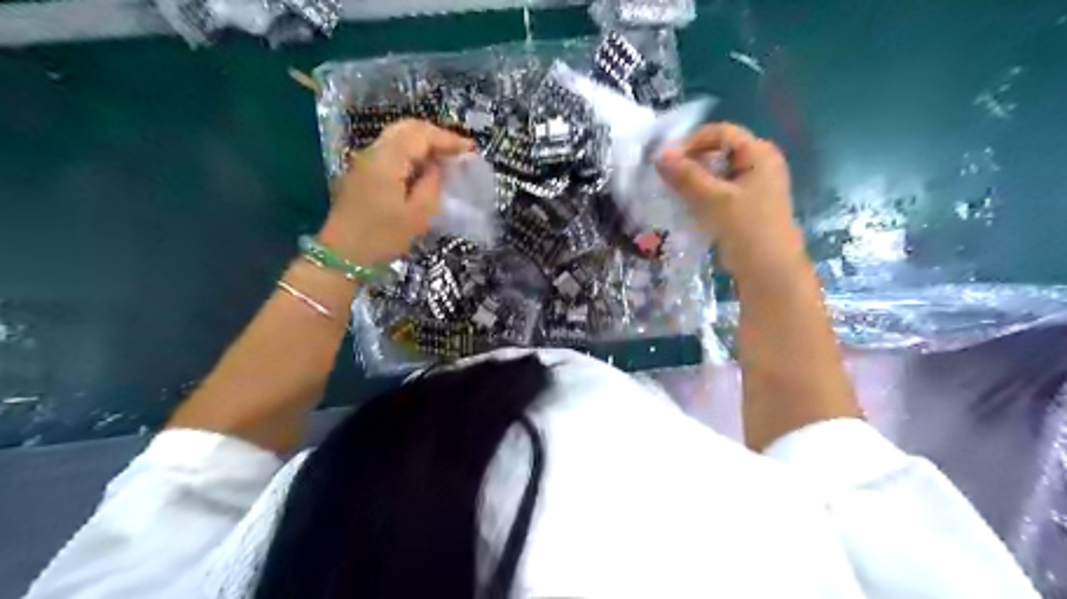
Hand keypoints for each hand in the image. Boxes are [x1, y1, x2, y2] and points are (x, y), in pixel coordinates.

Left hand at [317, 118, 473, 263]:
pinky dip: (411, 152)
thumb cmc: (382, 237)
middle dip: (435, 135)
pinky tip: (423, 168)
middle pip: (407, 128)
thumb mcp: (417, 216)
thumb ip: (431, 185)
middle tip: (458, 150)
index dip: (448, 139)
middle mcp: (374, 153)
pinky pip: (391, 151)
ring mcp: (365, 161)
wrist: (343, 256)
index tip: (470, 149)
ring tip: (444, 157)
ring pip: (397, 137)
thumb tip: (437, 168)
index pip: (421, 135)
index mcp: (388, 161)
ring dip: (422, 142)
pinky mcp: (362, 173)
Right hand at [660, 122, 809, 279]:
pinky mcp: (748, 206)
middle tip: (669, 179)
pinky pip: (721, 191)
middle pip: (719, 151)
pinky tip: (690, 207)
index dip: (692, 142)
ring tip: (675, 194)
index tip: (668, 162)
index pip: (721, 132)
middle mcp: (760, 163)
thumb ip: (685, 175)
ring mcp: (756, 186)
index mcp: (759, 153)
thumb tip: (659, 155)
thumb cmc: (745, 228)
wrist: (768, 271)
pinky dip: (704, 195)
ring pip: (718, 173)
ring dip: (695, 180)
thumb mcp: (712, 199)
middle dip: (692, 162)